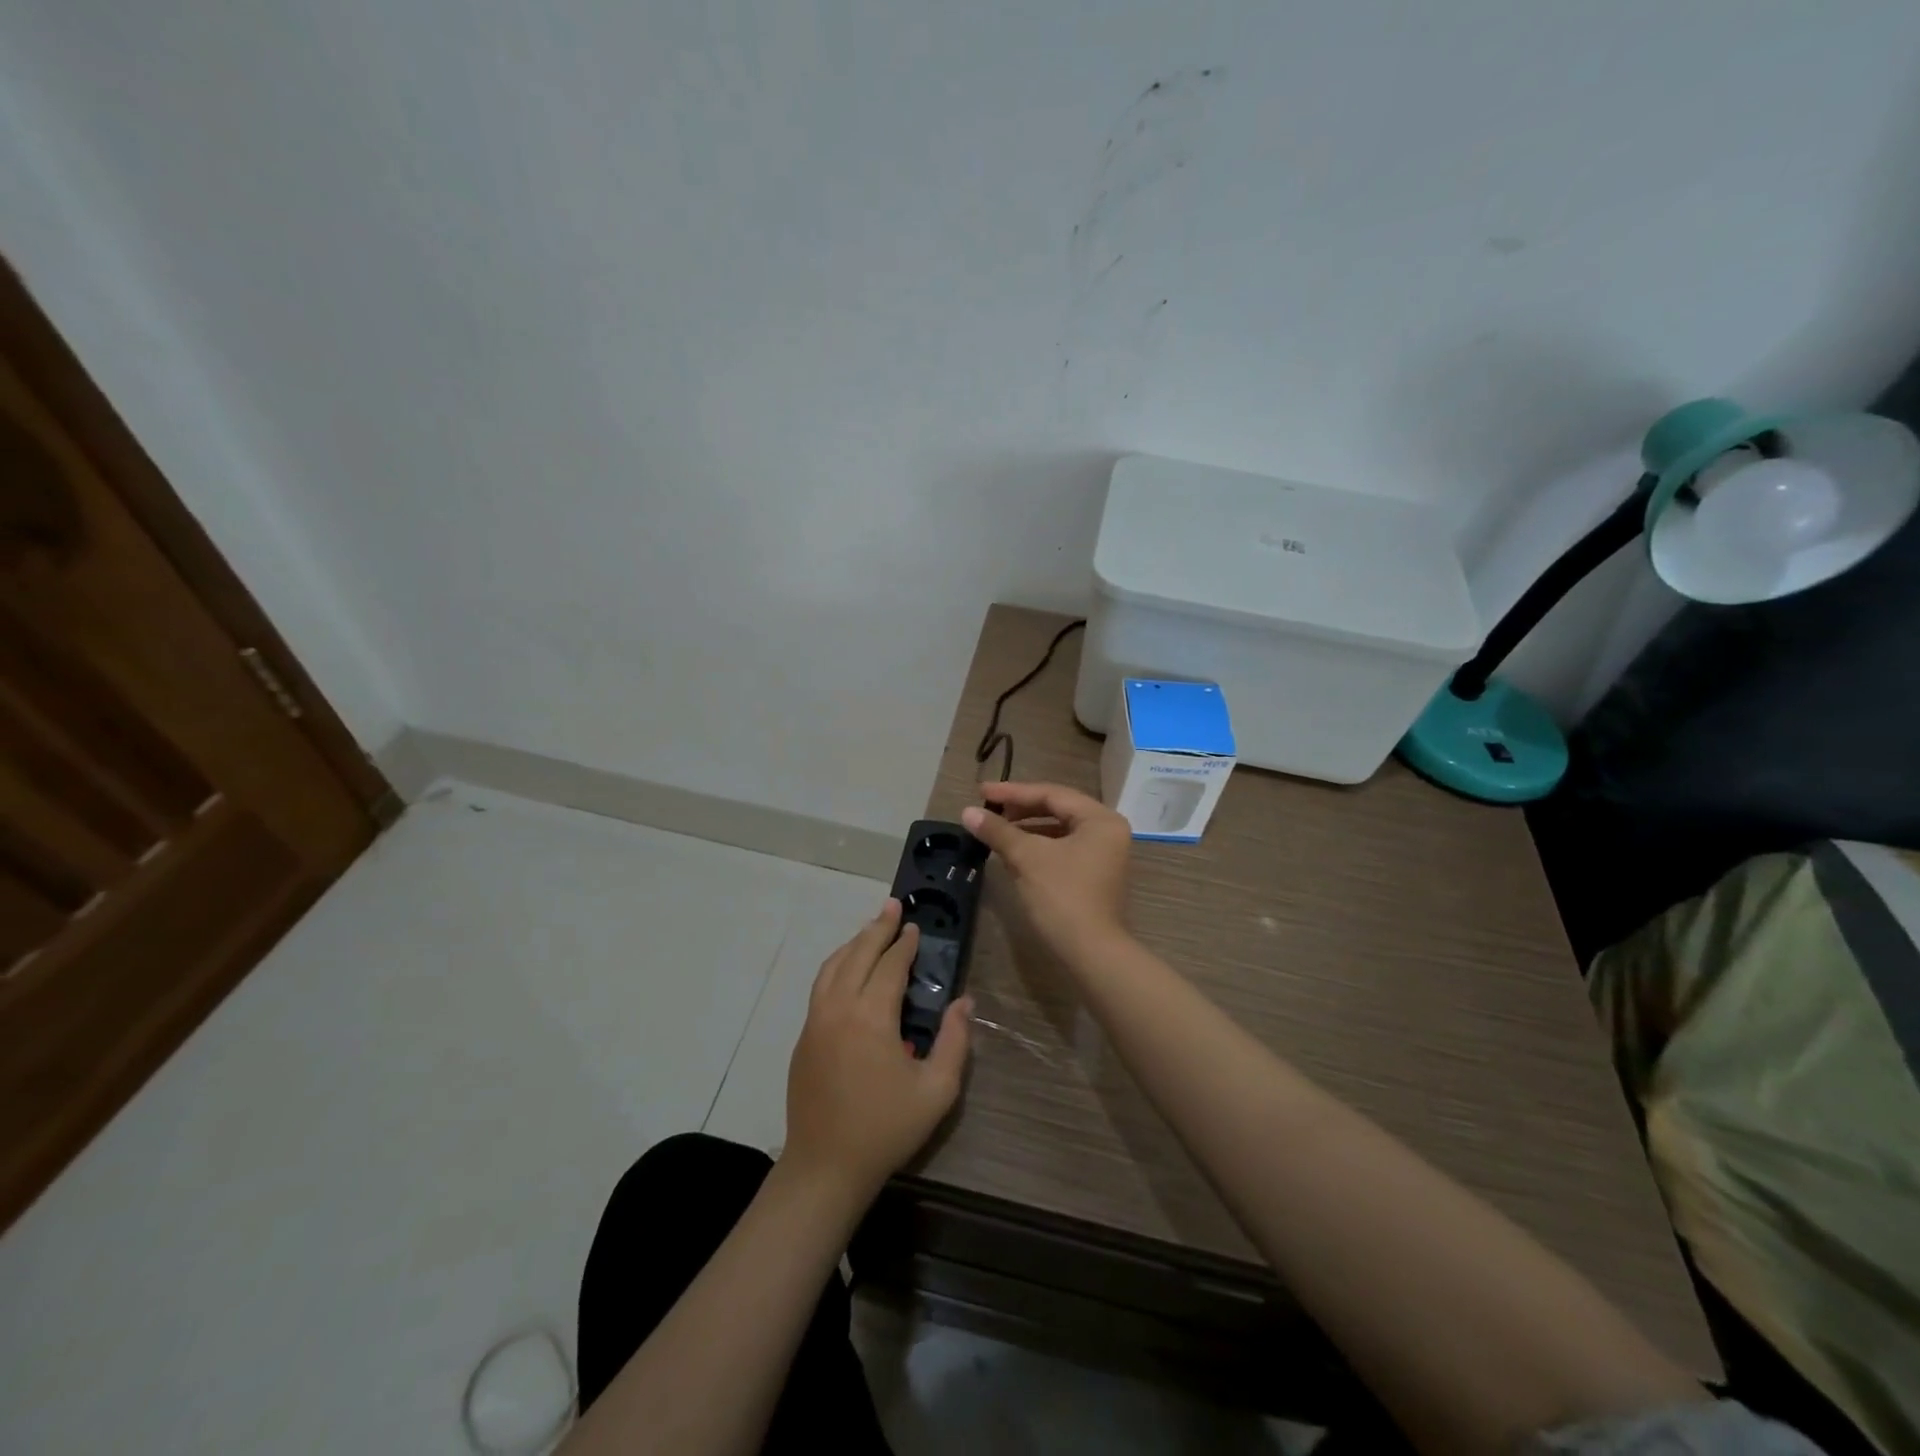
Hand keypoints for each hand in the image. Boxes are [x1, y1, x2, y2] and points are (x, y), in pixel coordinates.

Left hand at [782, 899, 971, 1203]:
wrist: (825, 1167)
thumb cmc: (886, 1129)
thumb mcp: (936, 1091)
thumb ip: (954, 1041)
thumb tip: (964, 1002)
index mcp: (871, 1018)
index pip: (890, 966)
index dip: (904, 944)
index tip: (915, 926)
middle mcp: (839, 1009)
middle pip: (858, 955)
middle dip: (877, 928)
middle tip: (893, 906)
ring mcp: (816, 1021)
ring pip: (833, 966)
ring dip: (853, 943)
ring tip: (872, 929)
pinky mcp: (804, 1037)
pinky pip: (821, 986)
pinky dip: (837, 965)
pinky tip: (847, 967)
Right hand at [962, 781, 1131, 960]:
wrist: (1091, 953)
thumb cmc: (1062, 897)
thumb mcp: (1027, 858)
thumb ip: (998, 830)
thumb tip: (967, 812)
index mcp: (1100, 819)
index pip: (1052, 794)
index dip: (1013, 792)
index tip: (982, 792)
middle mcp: (1108, 831)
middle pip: (1058, 809)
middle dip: (1020, 808)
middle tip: (988, 808)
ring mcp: (1104, 854)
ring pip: (1059, 830)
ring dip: (1027, 828)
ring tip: (996, 829)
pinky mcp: (1095, 875)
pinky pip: (1063, 849)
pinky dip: (1038, 847)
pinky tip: (1013, 852)